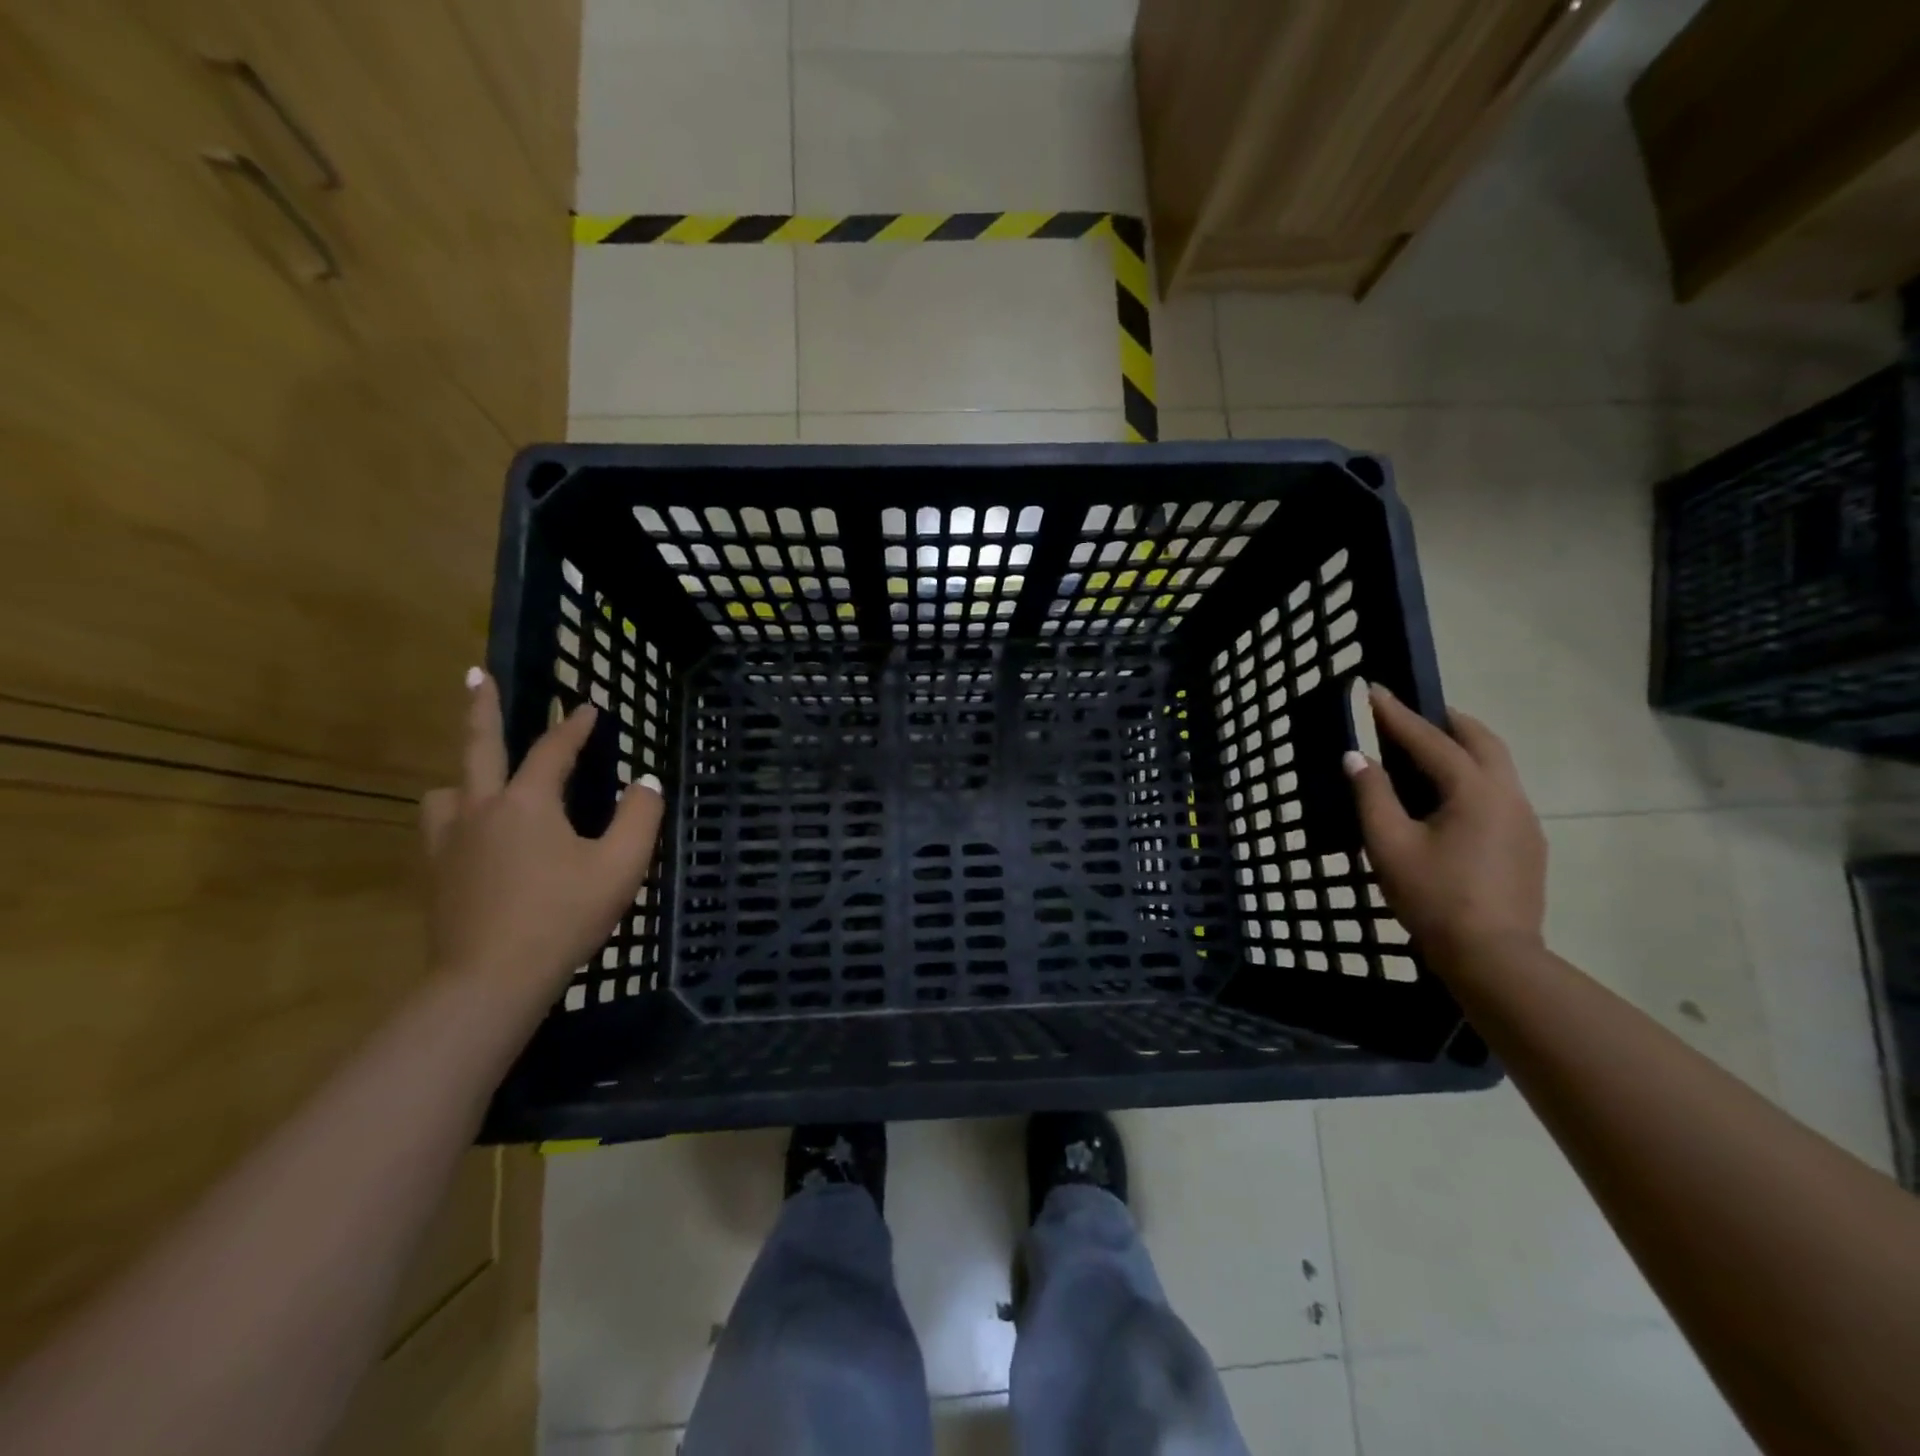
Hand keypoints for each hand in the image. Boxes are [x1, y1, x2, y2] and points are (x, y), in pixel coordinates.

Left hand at [420, 669, 664, 995]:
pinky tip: (474, 837)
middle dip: (481, 708)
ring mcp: (449, 843)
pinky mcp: (435, 875)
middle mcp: (481, 810)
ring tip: (481, 781)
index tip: (589, 705)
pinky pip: (440, 829)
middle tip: (476, 675)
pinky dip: (457, 818)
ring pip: (448, 792)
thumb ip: (640, 817)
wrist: (491, 980)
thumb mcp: (620, 866)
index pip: (553, 750)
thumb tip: (646, 781)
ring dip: (466, 776)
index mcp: (527, 803)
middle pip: (478, 747)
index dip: (574, 726)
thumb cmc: (563, 916)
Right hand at [1344, 686, 1546, 966]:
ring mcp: (1524, 820)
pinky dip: (1471, 775)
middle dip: (1445, 720)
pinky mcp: (1527, 843)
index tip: (1374, 689)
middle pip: (1481, 741)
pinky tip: (1446, 797)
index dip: (1397, 714)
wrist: (1493, 958)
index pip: (1430, 739)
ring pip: (1496, 766)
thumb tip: (1356, 757)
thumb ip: (1372, 795)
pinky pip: (1498, 791)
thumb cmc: (1434, 896)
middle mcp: (1507, 795)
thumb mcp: (1388, 844)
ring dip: (1462, 748)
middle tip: (1410, 713)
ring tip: (1426, 750)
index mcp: (1474, 791)